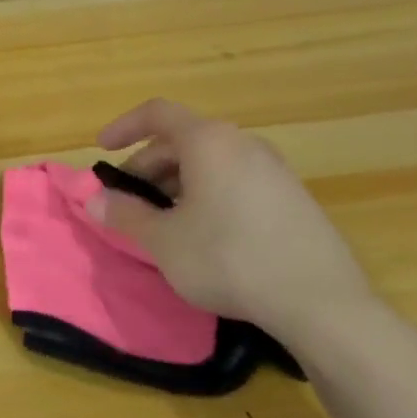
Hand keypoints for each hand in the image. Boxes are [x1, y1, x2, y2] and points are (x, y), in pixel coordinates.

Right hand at [93, 99, 378, 346]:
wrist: (322, 304)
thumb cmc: (229, 259)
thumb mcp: (164, 241)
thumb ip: (125, 215)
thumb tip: (94, 200)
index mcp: (208, 142)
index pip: (157, 113)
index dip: (124, 126)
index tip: (102, 149)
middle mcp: (243, 144)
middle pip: (182, 140)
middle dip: (148, 167)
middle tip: (129, 202)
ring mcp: (274, 169)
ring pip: (210, 162)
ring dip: (177, 183)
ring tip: (164, 222)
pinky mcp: (293, 198)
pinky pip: (236, 180)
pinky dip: (207, 194)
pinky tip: (205, 234)